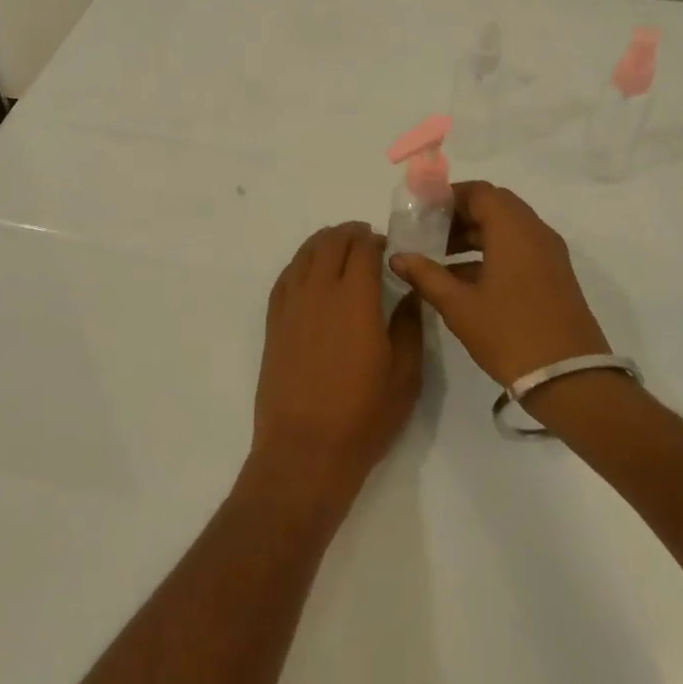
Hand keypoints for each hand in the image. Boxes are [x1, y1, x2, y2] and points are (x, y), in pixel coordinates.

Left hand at [253, 223, 423, 502]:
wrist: (304, 449)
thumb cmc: (362, 416)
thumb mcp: (404, 374)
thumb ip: (408, 326)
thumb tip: (408, 293)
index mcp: (355, 299)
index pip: (362, 249)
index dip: (376, 240)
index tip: (388, 246)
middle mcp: (319, 292)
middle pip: (331, 243)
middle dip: (350, 234)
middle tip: (366, 240)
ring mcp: (291, 305)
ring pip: (305, 255)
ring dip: (324, 243)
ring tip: (339, 247)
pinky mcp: (274, 323)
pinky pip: (285, 277)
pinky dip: (300, 264)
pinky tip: (309, 270)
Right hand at [389, 181, 609, 385]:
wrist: (570, 379)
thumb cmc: (510, 333)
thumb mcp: (459, 306)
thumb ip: (426, 276)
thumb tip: (398, 257)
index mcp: (513, 229)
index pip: (479, 192)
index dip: (448, 196)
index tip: (422, 212)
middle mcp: (535, 232)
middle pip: (494, 207)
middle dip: (459, 216)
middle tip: (428, 233)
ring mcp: (549, 254)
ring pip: (507, 229)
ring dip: (474, 236)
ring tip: (439, 258)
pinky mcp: (554, 276)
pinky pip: (519, 249)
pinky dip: (491, 253)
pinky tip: (463, 280)